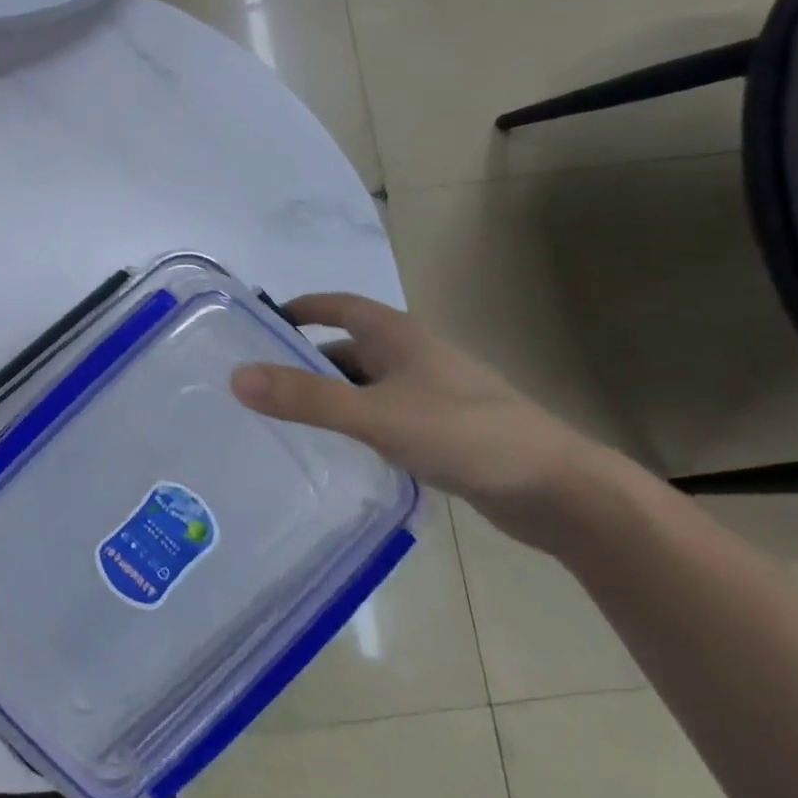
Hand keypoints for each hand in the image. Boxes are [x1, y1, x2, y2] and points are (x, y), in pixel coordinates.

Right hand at [231, 293, 611, 553]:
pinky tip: (338, 448)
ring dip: (330, 395)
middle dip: (305, 361)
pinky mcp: (443, 429)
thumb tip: (236, 378)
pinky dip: (355, 422)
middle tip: (260, 382)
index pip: (340, 306)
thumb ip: (307, 398)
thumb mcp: (377, 416)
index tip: (260, 324)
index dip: (301, 308)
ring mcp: (432, 393)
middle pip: (348, 348)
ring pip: (365, 385)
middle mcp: (414, 357)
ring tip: (286, 418)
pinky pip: (383, 414)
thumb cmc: (467, 436)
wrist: (561, 492)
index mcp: (400, 337)